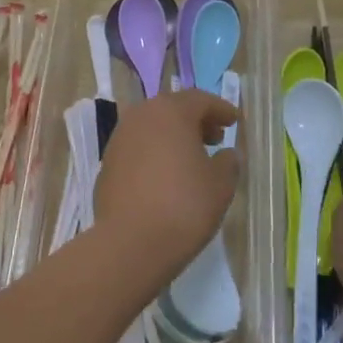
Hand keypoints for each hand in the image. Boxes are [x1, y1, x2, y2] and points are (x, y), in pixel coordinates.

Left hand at [93, 90, 239, 285]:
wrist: (130, 243)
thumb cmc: (183, 206)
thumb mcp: (220, 185)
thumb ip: (228, 162)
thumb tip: (227, 154)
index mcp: (171, 111)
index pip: (201, 100)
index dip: (221, 109)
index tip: (235, 121)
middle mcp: (142, 115)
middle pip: (174, 109)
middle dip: (197, 121)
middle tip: (215, 138)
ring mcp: (120, 137)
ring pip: (153, 127)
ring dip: (174, 136)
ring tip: (191, 158)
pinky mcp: (108, 162)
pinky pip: (138, 147)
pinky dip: (155, 152)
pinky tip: (166, 175)